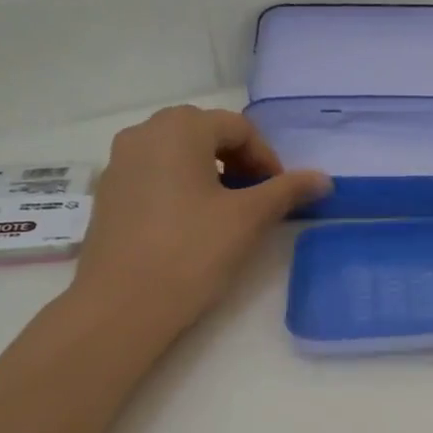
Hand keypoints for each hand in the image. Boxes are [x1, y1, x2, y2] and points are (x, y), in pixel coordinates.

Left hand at [65, 106, 328, 336]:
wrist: (123, 305)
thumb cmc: (192, 252)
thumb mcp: (248, 219)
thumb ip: (287, 191)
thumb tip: (323, 178)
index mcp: (179, 129)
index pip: (238, 128)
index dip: (267, 158)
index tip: (279, 193)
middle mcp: (143, 134)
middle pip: (204, 133)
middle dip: (238, 161)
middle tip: (257, 198)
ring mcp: (119, 163)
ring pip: (177, 153)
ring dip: (210, 172)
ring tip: (226, 211)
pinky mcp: (108, 194)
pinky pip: (154, 174)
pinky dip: (180, 186)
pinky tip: (190, 225)